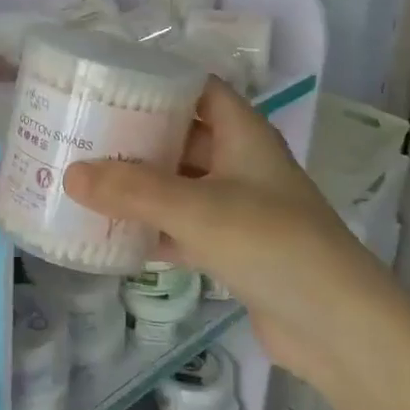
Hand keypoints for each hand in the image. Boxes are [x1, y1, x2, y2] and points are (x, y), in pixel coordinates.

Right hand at [63, 81, 394, 381]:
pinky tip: (112, 233)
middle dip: (137, 135)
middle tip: (85, 132)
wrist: (339, 329)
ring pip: (180, 183)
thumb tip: (70, 174)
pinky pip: (183, 226)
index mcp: (243, 134)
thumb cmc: (271, 243)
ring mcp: (239, 208)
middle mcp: (241, 163)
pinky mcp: (234, 249)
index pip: (199, 88)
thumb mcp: (196, 208)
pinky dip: (152, 227)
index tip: (110, 82)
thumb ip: (132, 191)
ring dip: (140, 184)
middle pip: (182, 135)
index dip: (159, 80)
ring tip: (88, 178)